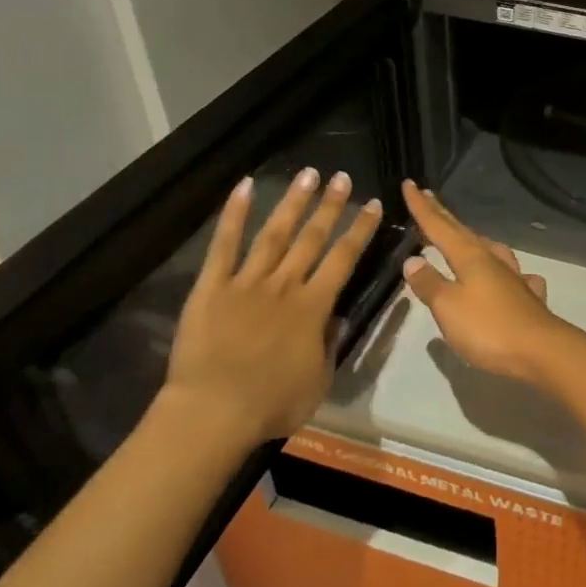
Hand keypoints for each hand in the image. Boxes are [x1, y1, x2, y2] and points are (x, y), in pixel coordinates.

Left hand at [164, 168, 381, 443]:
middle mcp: (285, 285)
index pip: (344, 259)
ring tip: (307, 174)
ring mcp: (247, 282)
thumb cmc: (271, 404)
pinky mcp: (212, 287)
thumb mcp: (318, 382)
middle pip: (312, 238)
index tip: (373, 203)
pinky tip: (244, 187)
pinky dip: (234, 215)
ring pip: (275, 233)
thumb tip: (337, 318)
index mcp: (314, 307)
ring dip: (293, 202)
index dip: (360, 229)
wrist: (213, 412)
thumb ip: (330, 345)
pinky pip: (224, 245)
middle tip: (342, 177)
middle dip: (330, 206)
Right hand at [400, 180, 563, 384]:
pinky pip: (515, 277)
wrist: (540, 351)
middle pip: (463, 232)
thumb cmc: (488, 328)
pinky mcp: (528, 299)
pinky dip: (507, 272)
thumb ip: (429, 283)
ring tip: (466, 237)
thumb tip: (413, 260)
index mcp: (470, 257)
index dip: (422, 207)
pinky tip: (513, 277)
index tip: (409, 184)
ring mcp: (514, 278)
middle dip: (443, 216)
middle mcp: (492, 261)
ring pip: (491, 250)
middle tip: (428, 197)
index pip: (439, 226)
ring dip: (474, 240)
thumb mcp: (448, 307)